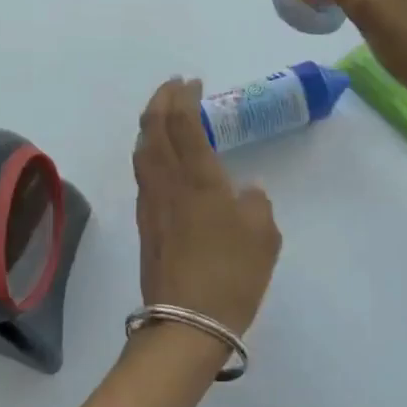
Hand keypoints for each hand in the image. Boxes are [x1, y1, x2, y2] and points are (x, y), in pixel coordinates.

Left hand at [133, 78, 281, 338]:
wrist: (186, 324)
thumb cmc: (231, 275)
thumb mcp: (264, 236)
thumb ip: (256, 204)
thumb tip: (245, 191)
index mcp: (198, 178)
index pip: (183, 122)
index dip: (184, 96)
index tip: (192, 82)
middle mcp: (167, 182)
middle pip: (152, 128)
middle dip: (160, 100)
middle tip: (173, 86)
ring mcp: (151, 202)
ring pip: (142, 149)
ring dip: (150, 124)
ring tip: (163, 115)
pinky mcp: (145, 223)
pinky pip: (142, 172)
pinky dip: (149, 150)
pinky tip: (160, 158)